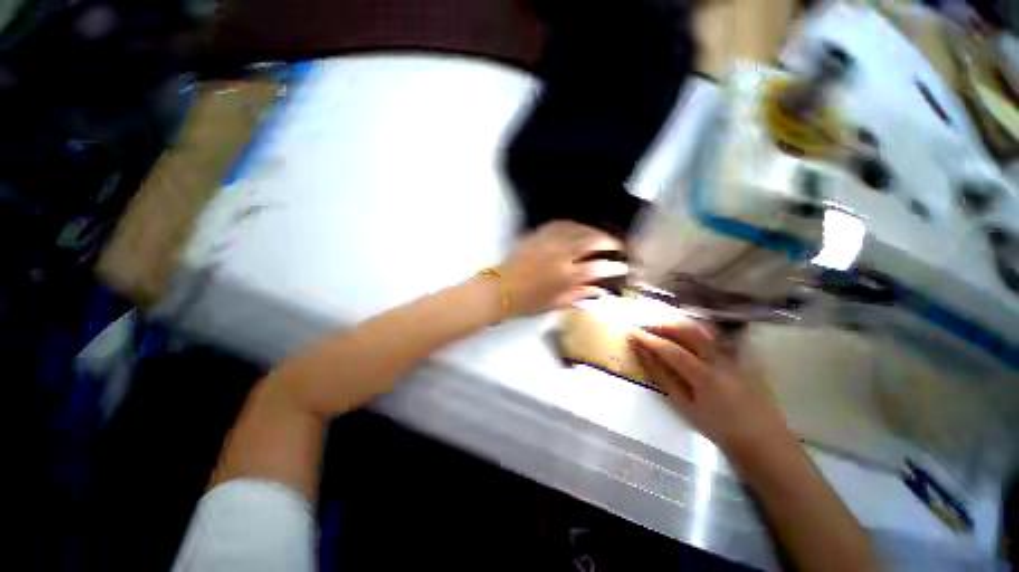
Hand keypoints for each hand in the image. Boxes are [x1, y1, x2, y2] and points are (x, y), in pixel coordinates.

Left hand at [500, 221, 626, 316]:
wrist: (500, 290)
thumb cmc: (527, 302)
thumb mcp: (556, 304)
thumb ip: (580, 295)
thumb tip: (599, 291)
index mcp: (566, 276)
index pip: (598, 268)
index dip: (614, 266)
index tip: (624, 266)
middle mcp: (560, 255)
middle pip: (591, 241)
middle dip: (609, 241)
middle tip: (619, 245)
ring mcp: (548, 242)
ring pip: (578, 229)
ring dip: (594, 231)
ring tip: (603, 236)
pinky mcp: (538, 235)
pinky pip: (561, 224)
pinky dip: (575, 225)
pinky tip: (580, 228)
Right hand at [628, 321, 790, 453]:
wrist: (764, 442)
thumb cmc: (719, 429)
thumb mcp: (685, 407)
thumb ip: (663, 377)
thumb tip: (644, 355)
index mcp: (704, 375)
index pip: (670, 349)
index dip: (648, 339)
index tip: (631, 332)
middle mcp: (721, 359)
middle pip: (689, 330)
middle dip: (664, 325)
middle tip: (647, 327)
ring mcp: (735, 356)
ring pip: (703, 329)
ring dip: (680, 325)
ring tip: (664, 328)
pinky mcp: (744, 357)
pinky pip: (717, 337)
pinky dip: (698, 332)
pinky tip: (689, 337)